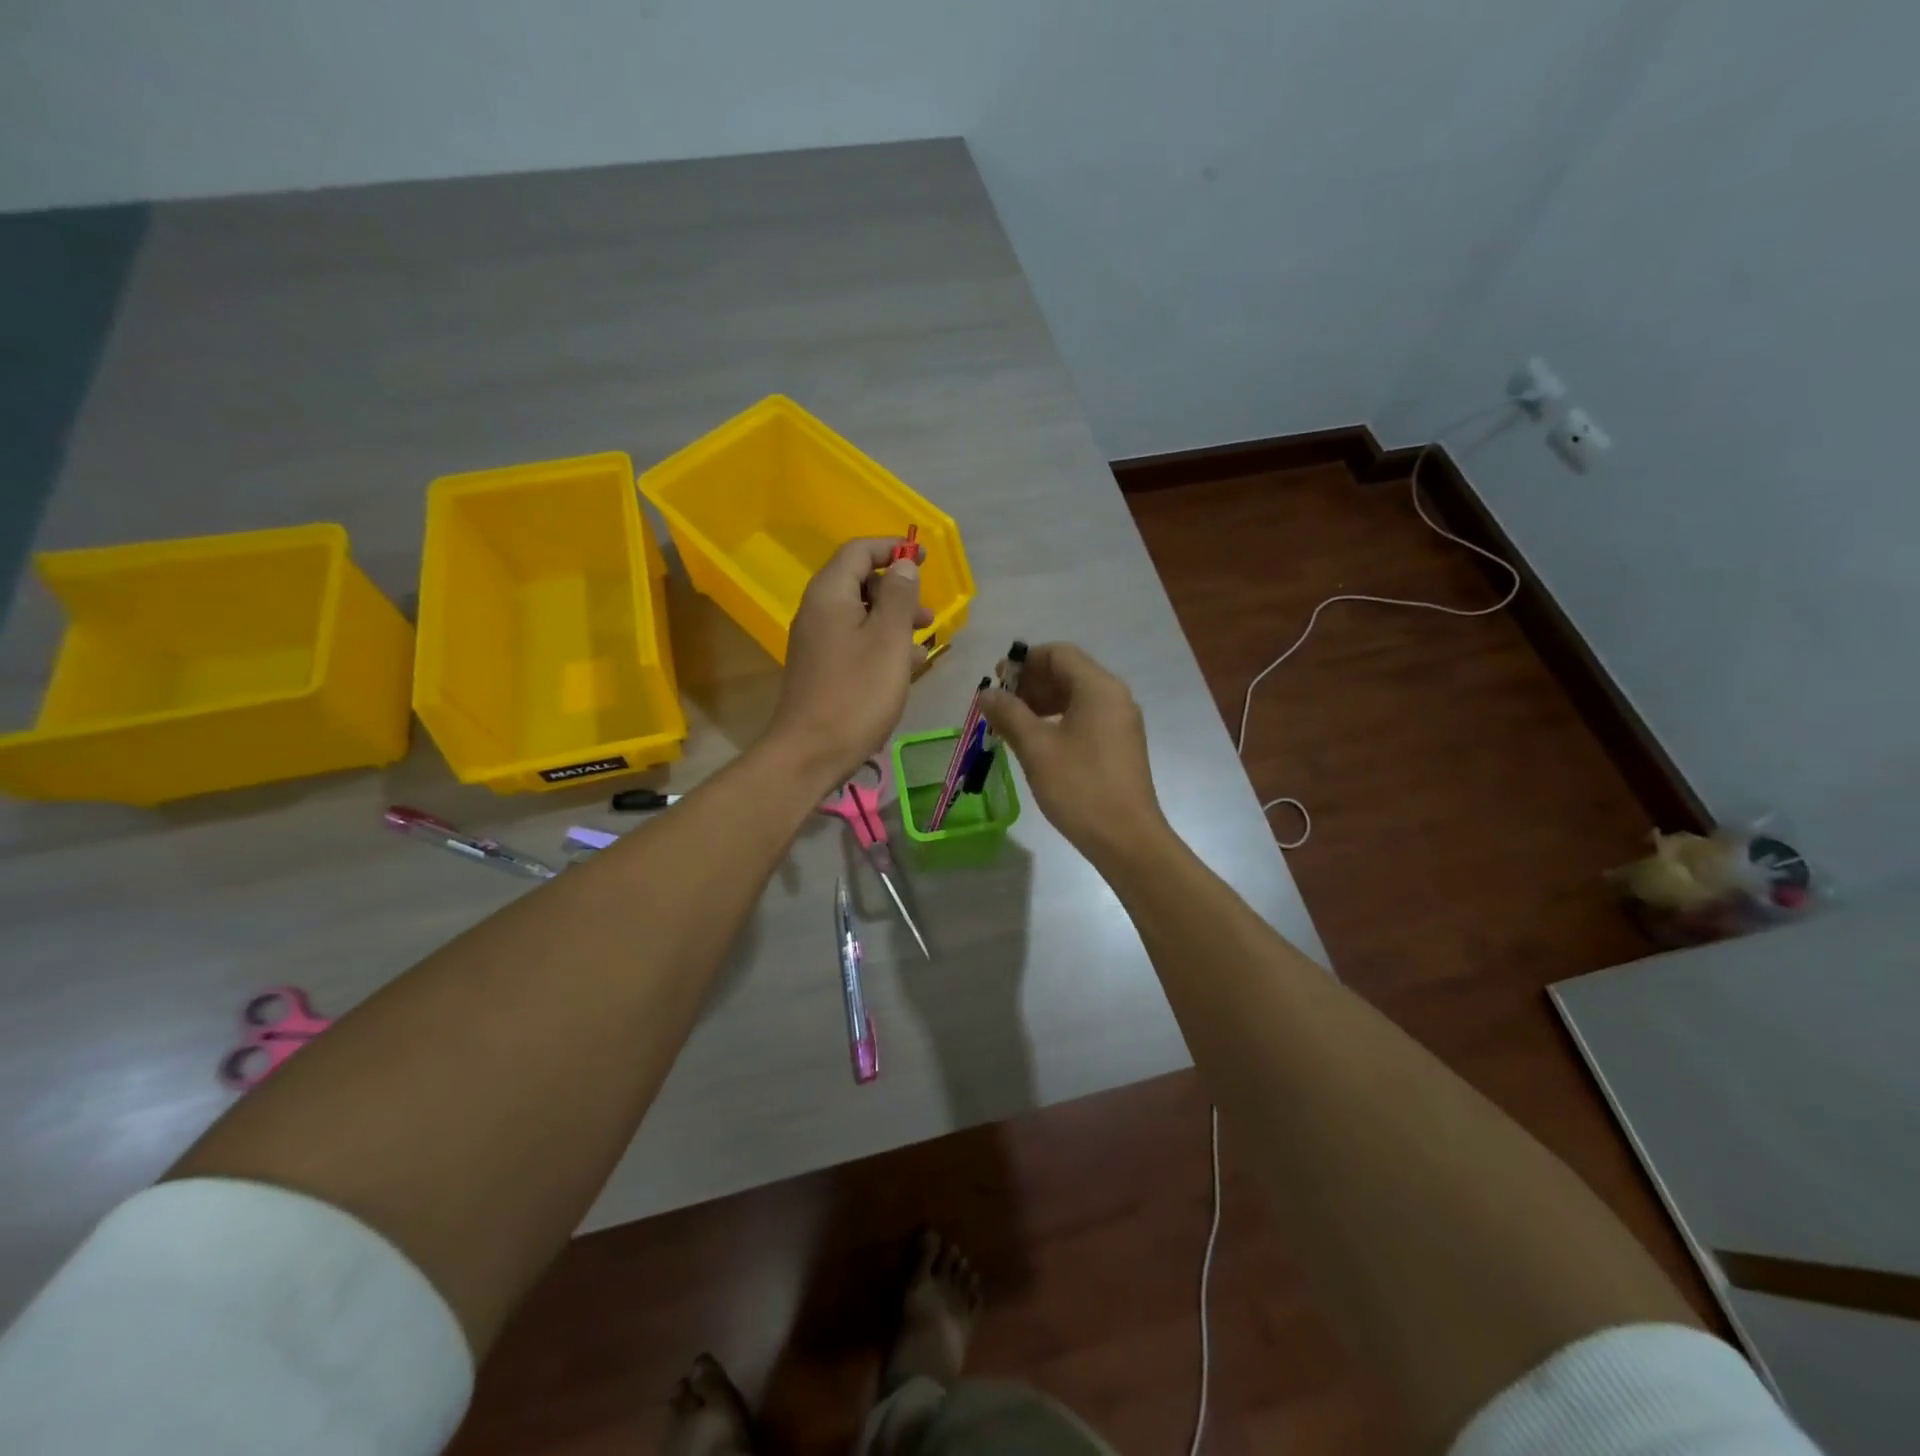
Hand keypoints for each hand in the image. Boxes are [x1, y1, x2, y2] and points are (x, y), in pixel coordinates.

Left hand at [767, 538, 931, 792]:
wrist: (811, 752)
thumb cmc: (857, 693)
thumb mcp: (889, 640)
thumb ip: (899, 597)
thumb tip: (904, 565)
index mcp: (830, 594)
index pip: (859, 551)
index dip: (893, 548)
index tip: (925, 557)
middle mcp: (818, 611)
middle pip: (860, 582)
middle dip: (898, 591)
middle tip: (928, 615)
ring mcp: (817, 642)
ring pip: (861, 616)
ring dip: (894, 622)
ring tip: (924, 645)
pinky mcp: (822, 669)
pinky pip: (855, 643)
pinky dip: (881, 646)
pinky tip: (905, 670)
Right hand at [982, 643, 1168, 864]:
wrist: (1126, 838)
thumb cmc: (1079, 787)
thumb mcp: (1036, 748)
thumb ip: (1009, 714)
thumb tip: (987, 693)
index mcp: (1099, 688)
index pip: (1058, 653)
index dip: (1024, 661)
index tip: (996, 681)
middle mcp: (1114, 696)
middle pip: (1068, 672)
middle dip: (1031, 683)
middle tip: (999, 706)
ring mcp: (1120, 722)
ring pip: (1075, 696)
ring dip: (1041, 703)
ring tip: (1011, 725)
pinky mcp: (1119, 745)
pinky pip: (1085, 717)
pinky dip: (1058, 720)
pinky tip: (1036, 742)